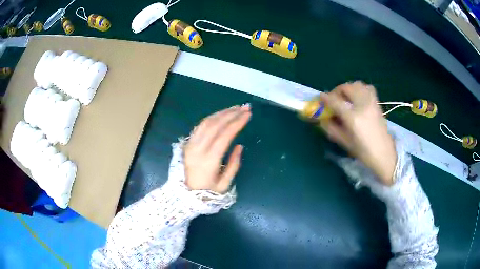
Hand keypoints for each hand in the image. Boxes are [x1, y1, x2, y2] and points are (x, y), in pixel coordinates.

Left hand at [184, 105, 250, 192]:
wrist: (184, 195)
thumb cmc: (207, 192)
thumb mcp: (224, 184)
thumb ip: (234, 165)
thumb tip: (239, 146)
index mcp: (209, 160)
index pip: (225, 135)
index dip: (237, 123)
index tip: (248, 115)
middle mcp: (198, 148)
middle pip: (216, 125)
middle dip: (232, 114)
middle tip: (245, 107)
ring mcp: (191, 144)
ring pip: (207, 122)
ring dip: (222, 113)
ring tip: (235, 108)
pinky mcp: (188, 143)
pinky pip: (200, 126)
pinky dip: (211, 117)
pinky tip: (220, 115)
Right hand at [319, 81, 396, 185]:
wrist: (384, 154)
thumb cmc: (364, 152)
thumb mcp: (345, 143)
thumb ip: (332, 129)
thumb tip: (323, 119)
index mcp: (353, 118)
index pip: (335, 101)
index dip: (325, 98)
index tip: (320, 98)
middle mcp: (363, 106)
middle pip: (347, 87)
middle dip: (337, 91)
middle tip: (334, 100)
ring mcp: (372, 103)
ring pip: (357, 84)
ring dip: (348, 88)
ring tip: (346, 98)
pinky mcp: (377, 104)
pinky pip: (367, 88)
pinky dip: (360, 89)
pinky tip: (358, 98)